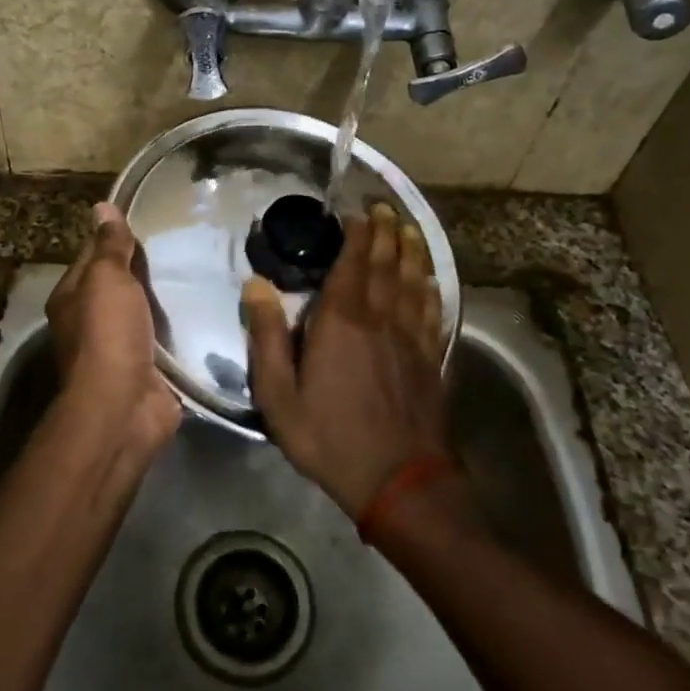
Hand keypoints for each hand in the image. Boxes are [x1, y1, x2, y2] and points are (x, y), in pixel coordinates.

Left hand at [47, 202, 181, 453]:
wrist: (124, 405)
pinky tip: (204, 313)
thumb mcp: (106, 279)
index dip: (115, 239)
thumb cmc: (108, 333)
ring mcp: (118, 349)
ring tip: (200, 273)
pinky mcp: (146, 370)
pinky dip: (179, 330)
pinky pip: (164, 341)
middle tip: (185, 244)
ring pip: (143, 314)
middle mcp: (89, 323)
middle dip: (145, 270)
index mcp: (71, 298)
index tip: (149, 221)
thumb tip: (102, 207)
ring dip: (165, 301)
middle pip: (119, 287)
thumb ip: (110, 246)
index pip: (92, 257)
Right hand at [241, 202, 450, 518]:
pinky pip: (433, 311)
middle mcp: (381, 319)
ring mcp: (412, 338)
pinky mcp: (431, 358)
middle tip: (384, 208)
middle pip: (386, 264)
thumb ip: (267, 338)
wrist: (399, 482)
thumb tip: (256, 285)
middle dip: (385, 232)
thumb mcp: (279, 396)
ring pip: (414, 281)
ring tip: (409, 229)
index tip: (356, 212)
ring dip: (411, 251)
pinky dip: (432, 288)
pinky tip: (431, 280)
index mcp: (342, 322)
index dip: (356, 234)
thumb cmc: (330, 438)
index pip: (352, 263)